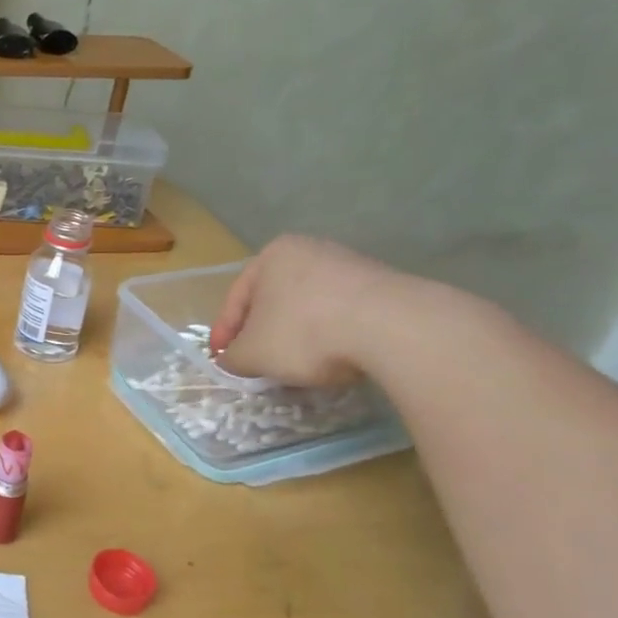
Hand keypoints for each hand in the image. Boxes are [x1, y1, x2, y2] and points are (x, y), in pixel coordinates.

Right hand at [207, 235, 406, 387]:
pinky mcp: (384, 287)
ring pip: (309, 308)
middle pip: (274, 301)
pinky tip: (334, 358)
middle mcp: (310, 250)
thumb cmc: (305, 332)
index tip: (222, 361)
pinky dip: (332, 336)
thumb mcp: (253, 354)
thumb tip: (231, 361)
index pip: (237, 299)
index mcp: (272, 255)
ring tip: (298, 366)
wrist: (394, 328)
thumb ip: (233, 358)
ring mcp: (351, 265)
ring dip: (298, 336)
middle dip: (264, 333)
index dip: (225, 334)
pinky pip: (343, 315)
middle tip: (258, 363)